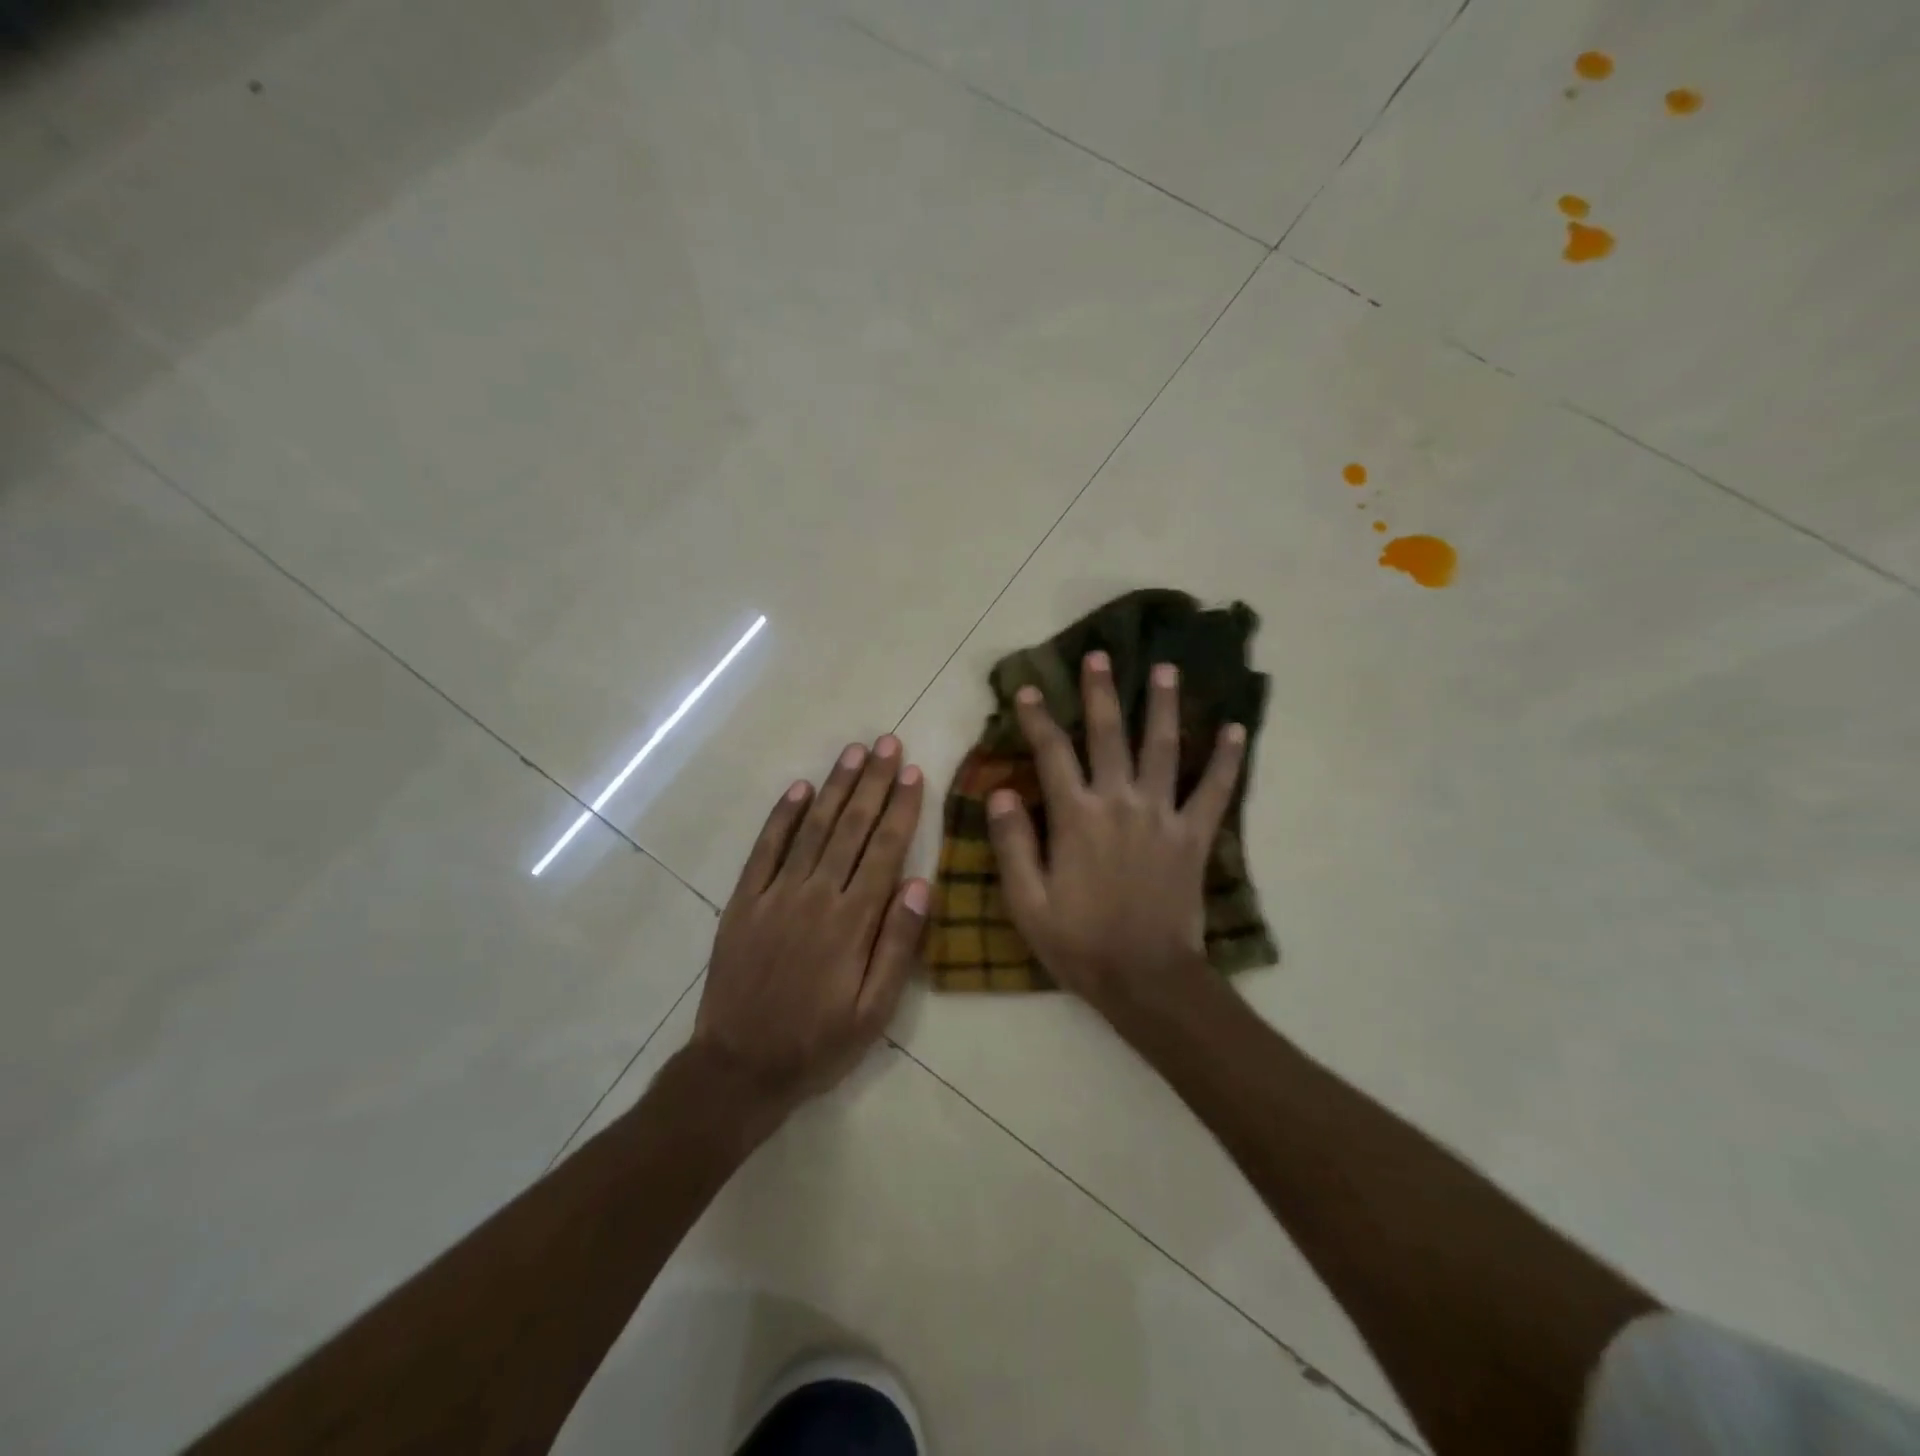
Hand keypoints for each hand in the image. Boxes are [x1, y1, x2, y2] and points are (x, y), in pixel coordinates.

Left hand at [688, 735, 927, 1132]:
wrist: (739, 1068)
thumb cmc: (818, 1043)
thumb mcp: (874, 1011)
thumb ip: (897, 945)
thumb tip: (918, 884)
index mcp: (852, 922)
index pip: (883, 850)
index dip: (901, 809)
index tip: (914, 773)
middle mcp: (815, 896)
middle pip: (850, 828)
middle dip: (873, 783)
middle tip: (888, 744)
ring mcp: (775, 895)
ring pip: (811, 829)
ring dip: (835, 787)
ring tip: (854, 753)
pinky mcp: (743, 901)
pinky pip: (765, 849)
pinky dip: (782, 816)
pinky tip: (799, 789)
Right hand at [987, 652, 1244, 1027]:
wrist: (1145, 978)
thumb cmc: (1079, 943)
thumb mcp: (1026, 901)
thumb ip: (1012, 844)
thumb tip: (1001, 791)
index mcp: (1076, 817)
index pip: (1052, 754)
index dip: (1039, 719)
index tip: (1030, 689)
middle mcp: (1119, 803)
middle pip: (1109, 736)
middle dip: (1102, 693)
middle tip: (1101, 655)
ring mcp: (1162, 816)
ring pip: (1164, 749)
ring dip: (1164, 706)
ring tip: (1167, 669)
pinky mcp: (1194, 836)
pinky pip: (1215, 791)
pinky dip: (1227, 761)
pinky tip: (1237, 731)